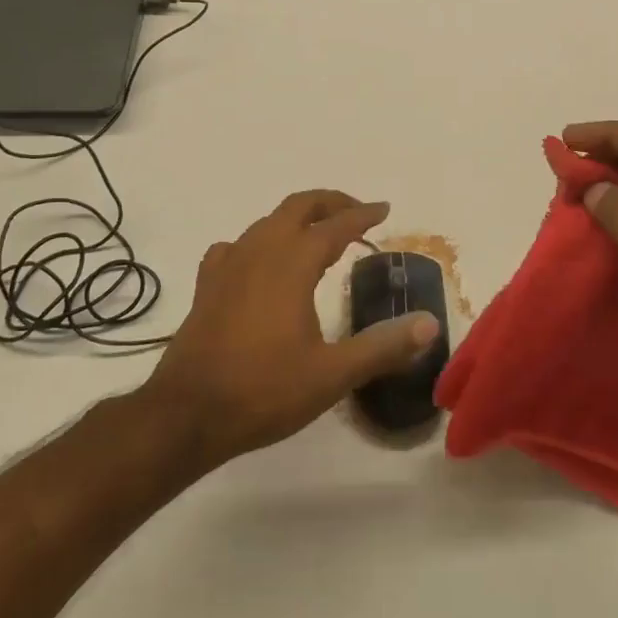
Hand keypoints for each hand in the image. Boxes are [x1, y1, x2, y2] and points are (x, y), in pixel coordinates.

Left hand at [143, 190, 440, 465]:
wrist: (186, 414)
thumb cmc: (264, 390)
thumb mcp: (332, 374)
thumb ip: (383, 347)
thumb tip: (430, 324)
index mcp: (292, 263)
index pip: (336, 225)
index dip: (363, 215)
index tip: (384, 209)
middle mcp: (260, 250)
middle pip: (299, 206)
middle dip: (331, 203)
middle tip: (357, 213)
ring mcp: (228, 264)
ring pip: (267, 222)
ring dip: (297, 219)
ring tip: (318, 236)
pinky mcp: (207, 284)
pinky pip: (236, 246)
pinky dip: (259, 242)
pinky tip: (261, 263)